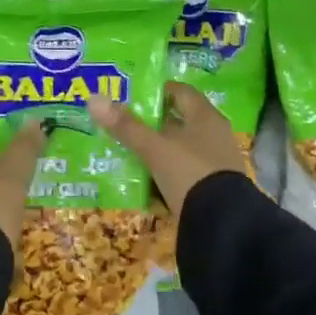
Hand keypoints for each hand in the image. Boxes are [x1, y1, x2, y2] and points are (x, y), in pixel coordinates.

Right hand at [88, 83, 245, 218]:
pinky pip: (183, 173)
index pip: (181, 92)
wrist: (222, 223)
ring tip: (129, 154)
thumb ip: (126, 127)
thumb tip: (94, 98)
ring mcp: (215, 163)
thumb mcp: (155, 150)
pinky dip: (165, 174)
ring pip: (180, 149)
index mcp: (205, 118)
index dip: (159, 91)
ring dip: (158, 151)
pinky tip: (146, 183)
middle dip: (153, 124)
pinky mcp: (211, 187)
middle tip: (123, 126)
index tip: (133, 97)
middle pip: (180, 122)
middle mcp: (214, 136)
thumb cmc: (189, 173)